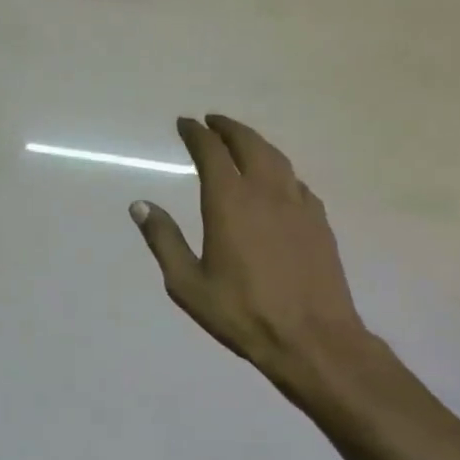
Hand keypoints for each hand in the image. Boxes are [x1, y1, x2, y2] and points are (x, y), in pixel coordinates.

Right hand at [130, 115, 370, 381]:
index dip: (196, 134)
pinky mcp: (319, 220)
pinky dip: (279, 170)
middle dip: (227, 128)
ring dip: (255, 142)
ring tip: (241, 142)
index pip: (211, 152)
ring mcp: (298, 203)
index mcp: (229, 202)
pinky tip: (276, 182)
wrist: (311, 337)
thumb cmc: (242, 313)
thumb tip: (140, 205)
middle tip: (212, 122)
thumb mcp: (187, 284)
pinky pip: (295, 181)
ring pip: (276, 158)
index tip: (185, 124)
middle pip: (248, 143)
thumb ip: (164, 240)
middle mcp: (266, 191)